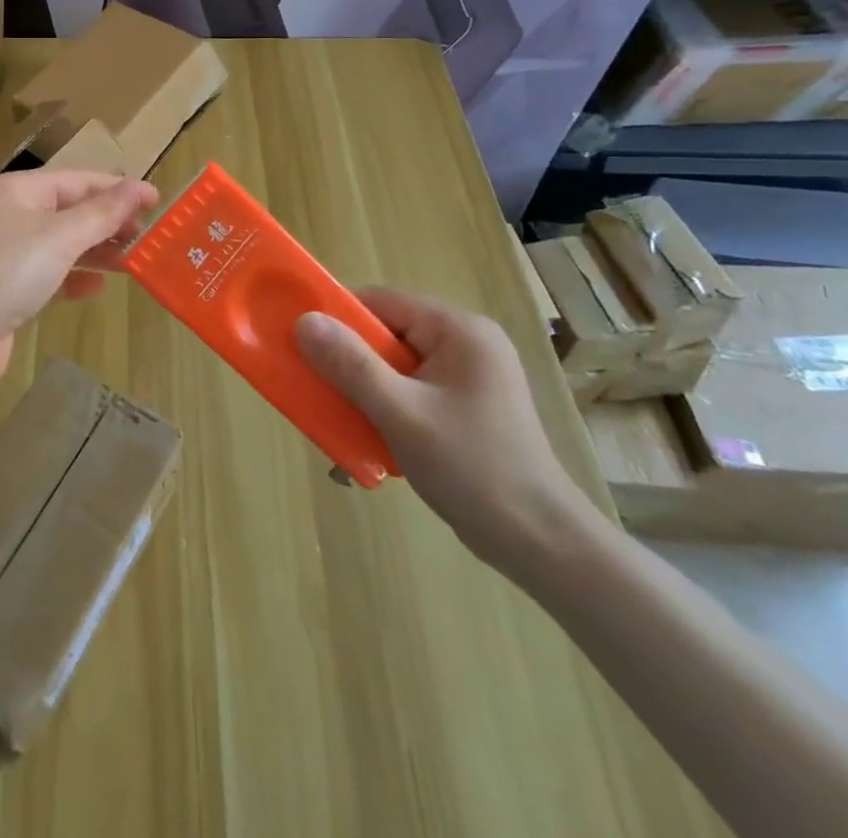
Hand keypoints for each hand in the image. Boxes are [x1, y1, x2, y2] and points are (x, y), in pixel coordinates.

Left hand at [0, 170, 159, 389]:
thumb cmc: (8, 270)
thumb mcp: (61, 236)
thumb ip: (102, 213)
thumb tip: (139, 187)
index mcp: (18, 190)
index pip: (77, 180)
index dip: (118, 189)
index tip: (157, 201)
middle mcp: (10, 215)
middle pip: (69, 211)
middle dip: (109, 222)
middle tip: (149, 236)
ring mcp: (5, 253)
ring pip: (61, 244)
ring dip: (95, 251)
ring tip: (133, 262)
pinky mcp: (5, 288)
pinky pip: (48, 274)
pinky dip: (73, 278)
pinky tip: (95, 290)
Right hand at [294, 287, 592, 572]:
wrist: (543, 546)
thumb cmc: (474, 469)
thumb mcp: (402, 414)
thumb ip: (350, 365)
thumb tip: (304, 321)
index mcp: (459, 331)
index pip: (381, 302)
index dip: (338, 319)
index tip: (304, 347)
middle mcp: (466, 343)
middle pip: (385, 335)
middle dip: (348, 365)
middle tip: (320, 394)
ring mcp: (468, 377)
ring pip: (393, 367)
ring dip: (363, 394)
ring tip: (343, 427)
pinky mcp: (465, 407)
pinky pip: (408, 392)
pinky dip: (384, 412)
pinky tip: (371, 447)